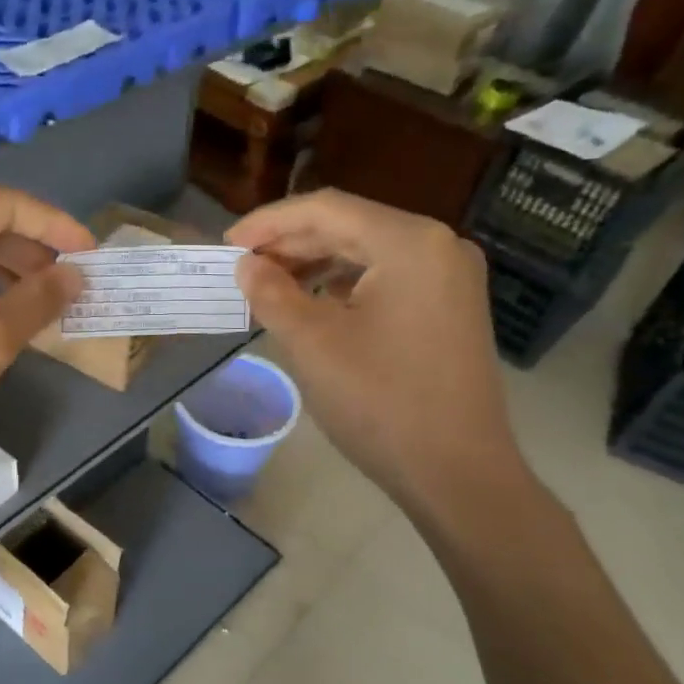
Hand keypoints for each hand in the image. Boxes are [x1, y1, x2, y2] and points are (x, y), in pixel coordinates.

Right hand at [227, 190, 528, 516]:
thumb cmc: (381, 403)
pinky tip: (315, 305)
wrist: (457, 474)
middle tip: (242, 266)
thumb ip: (272, 294)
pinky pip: (388, 279)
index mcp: (410, 242)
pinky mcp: (451, 309)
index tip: (226, 244)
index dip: (268, 222)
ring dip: (315, 264)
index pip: (326, 209)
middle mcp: (440, 246)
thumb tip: (246, 266)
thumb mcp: (313, 344)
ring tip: (270, 285)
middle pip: (350, 226)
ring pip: (368, 254)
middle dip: (291, 243)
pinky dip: (345, 286)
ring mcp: (451, 278)